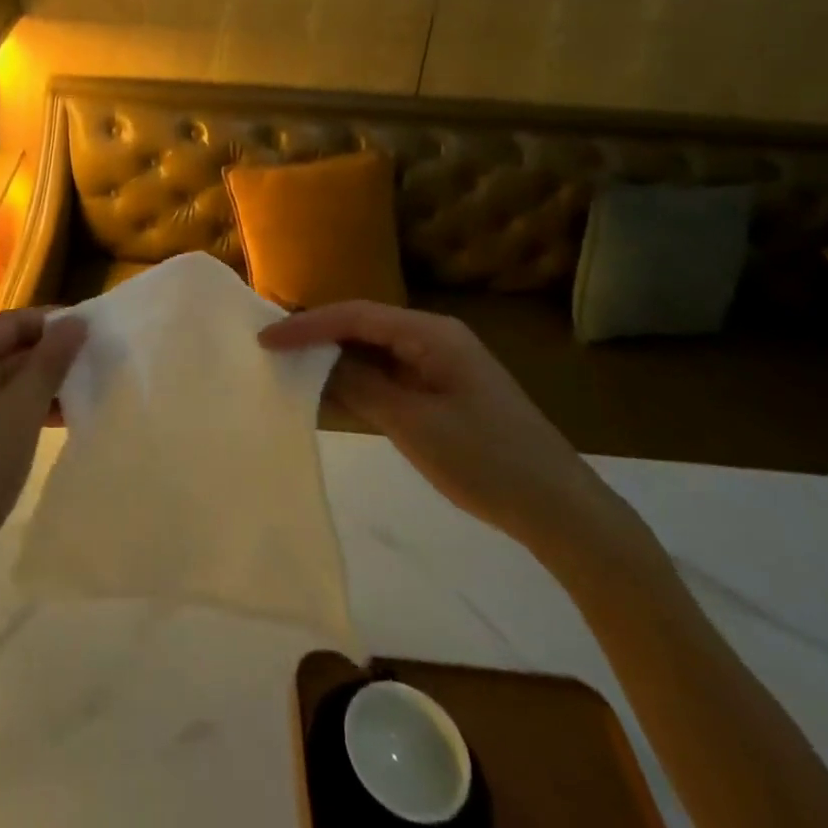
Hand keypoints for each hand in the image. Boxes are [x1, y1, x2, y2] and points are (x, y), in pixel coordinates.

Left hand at [0, 308, 85, 593]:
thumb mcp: (23, 409)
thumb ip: (51, 361)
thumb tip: (77, 320)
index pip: (14, 321)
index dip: (53, 323)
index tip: (93, 333)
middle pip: (10, 347)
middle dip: (52, 353)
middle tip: (96, 362)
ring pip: (8, 378)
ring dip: (45, 382)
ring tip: (87, 389)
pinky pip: (2, 405)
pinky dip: (30, 406)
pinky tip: (62, 418)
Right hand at [260, 301, 635, 559]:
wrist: (560, 511)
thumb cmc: (486, 461)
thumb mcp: (413, 424)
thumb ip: (359, 386)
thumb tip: (315, 361)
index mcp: (431, 333)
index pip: (355, 316)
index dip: (307, 325)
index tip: (266, 340)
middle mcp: (434, 338)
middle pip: (363, 327)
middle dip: (318, 337)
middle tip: (271, 349)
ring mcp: (440, 365)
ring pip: (374, 352)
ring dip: (336, 361)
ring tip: (289, 368)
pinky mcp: (442, 391)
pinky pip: (389, 376)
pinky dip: (359, 384)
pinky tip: (329, 396)